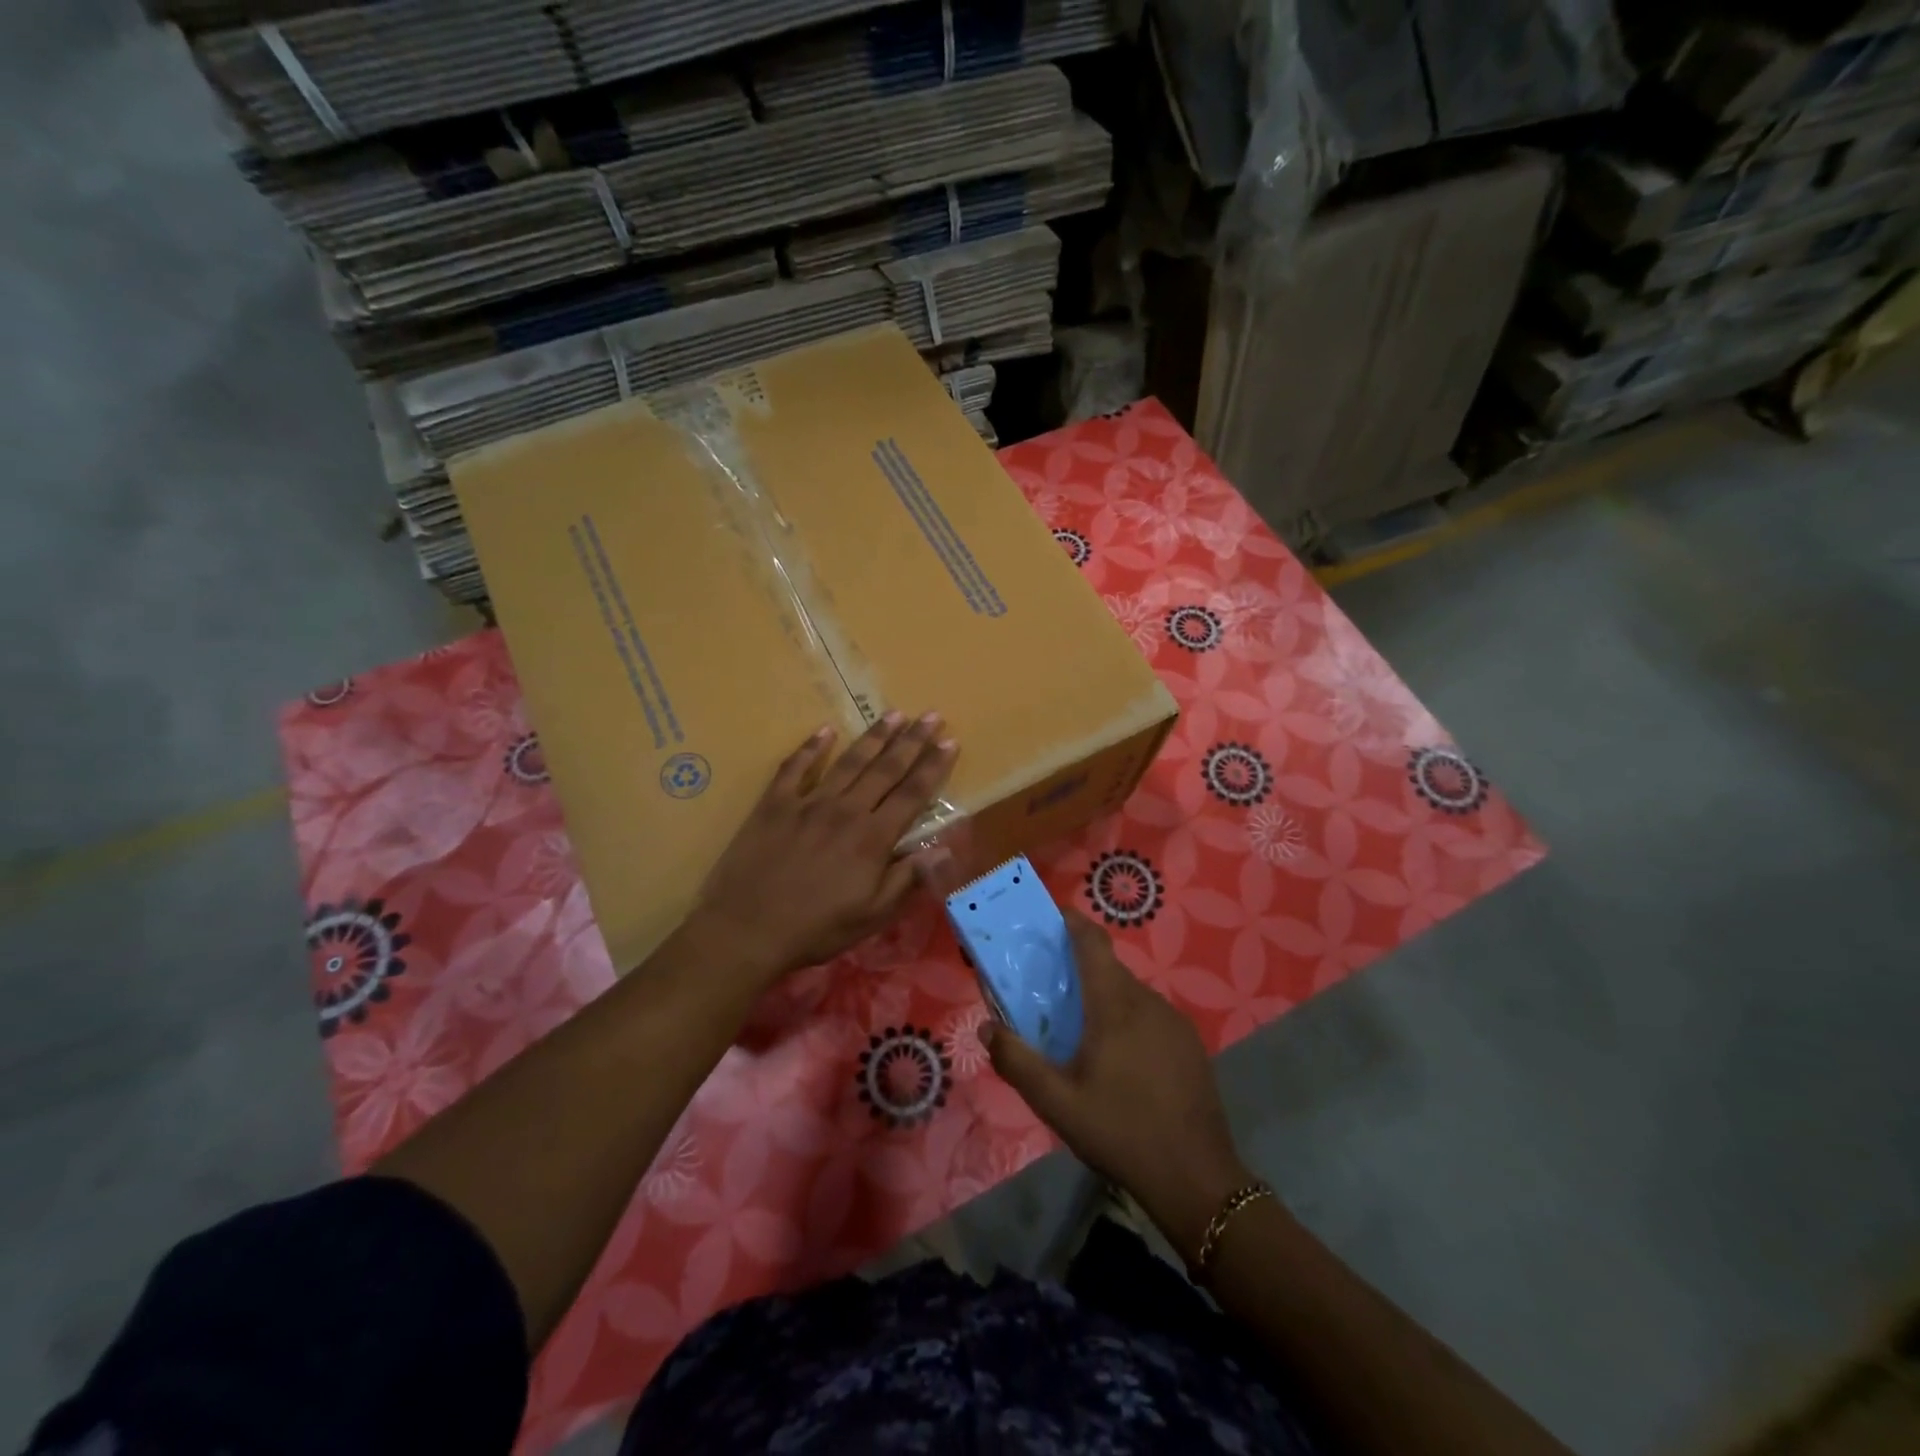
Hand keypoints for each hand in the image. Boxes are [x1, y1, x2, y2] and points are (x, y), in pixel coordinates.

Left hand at [692, 713, 957, 981]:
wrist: (746, 929)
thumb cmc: (815, 928)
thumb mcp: (871, 916)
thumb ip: (907, 878)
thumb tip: (942, 848)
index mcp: (872, 838)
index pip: (912, 794)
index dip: (934, 767)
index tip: (950, 742)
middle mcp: (846, 810)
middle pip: (886, 768)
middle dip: (912, 740)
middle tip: (931, 715)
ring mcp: (808, 802)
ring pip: (848, 761)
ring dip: (874, 736)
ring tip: (894, 713)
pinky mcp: (774, 804)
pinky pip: (795, 767)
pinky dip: (811, 747)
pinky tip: (825, 731)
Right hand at [985, 912, 1253, 1265]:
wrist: (1196, 1179)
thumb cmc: (1120, 1131)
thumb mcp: (1057, 1103)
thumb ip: (1017, 1062)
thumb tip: (986, 1028)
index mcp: (1114, 1005)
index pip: (1093, 942)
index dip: (1072, 921)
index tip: (1049, 916)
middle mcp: (1147, 1001)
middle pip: (1109, 968)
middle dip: (1079, 968)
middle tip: (1050, 988)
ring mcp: (1174, 1022)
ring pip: (1130, 993)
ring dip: (1103, 997)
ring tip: (1080, 1029)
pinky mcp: (1190, 1044)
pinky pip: (1150, 1015)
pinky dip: (1127, 1019)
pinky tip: (1119, 1058)